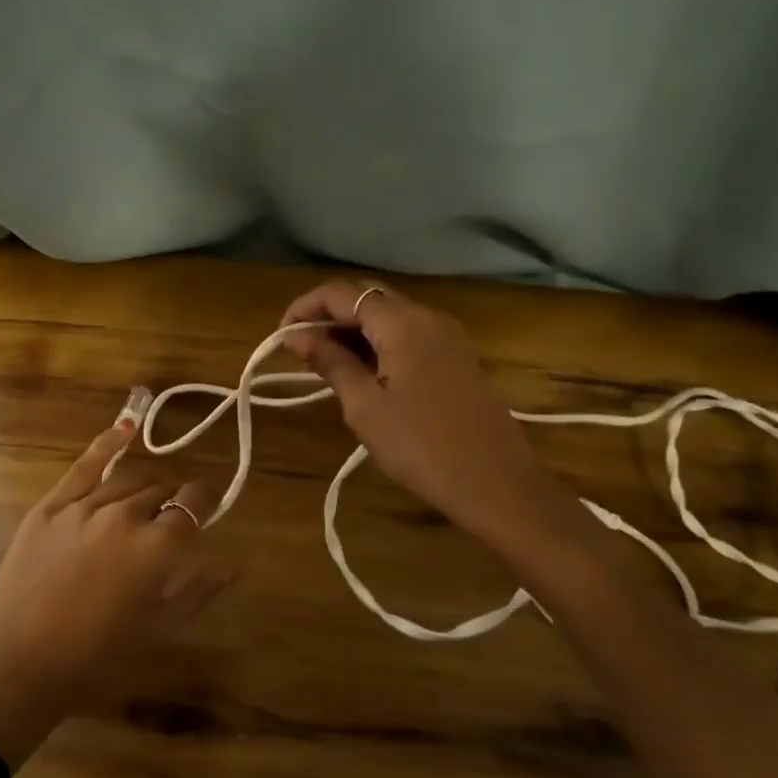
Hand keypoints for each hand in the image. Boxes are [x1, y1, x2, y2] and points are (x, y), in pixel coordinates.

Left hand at [0, 404, 227, 764]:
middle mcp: (125, 515)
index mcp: (157, 548)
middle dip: (172, 499)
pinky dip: (108, 443)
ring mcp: (84, 506)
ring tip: (144, 502)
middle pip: (161, 490)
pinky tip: (125, 427)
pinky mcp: (51, 506)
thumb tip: (234, 568)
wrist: (17, 664)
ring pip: (128, 480)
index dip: (205, 501)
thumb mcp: (157, 632)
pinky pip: (85, 465)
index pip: (193, 506)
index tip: (207, 504)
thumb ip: (198, 594)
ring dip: (144, 488)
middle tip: (169, 520)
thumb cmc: (96, 659)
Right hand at [281, 281, 581, 550]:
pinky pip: (409, 336)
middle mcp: (427, 316)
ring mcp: (447, 336)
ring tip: (325, 365)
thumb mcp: (365, 406)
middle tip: (300, 351)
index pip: (342, 293)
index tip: (280, 336)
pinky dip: (379, 344)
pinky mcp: (457, 358)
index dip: (305, 307)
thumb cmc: (421, 446)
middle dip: (329, 317)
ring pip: (389, 317)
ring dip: (353, 332)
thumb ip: (330, 363)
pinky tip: (363, 374)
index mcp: (402, 322)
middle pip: (368, 298)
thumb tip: (296, 336)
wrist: (497, 484)